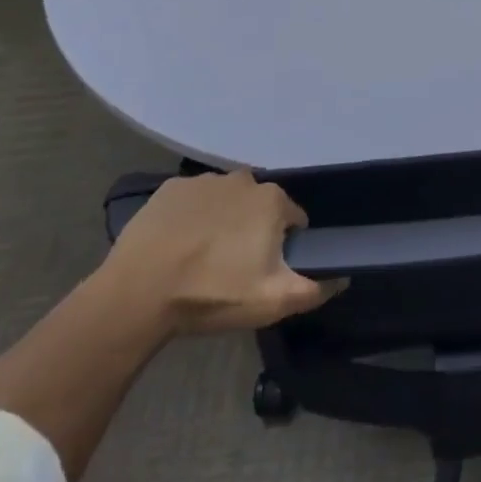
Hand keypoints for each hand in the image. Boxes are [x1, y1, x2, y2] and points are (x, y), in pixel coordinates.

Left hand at [98, 172, 340, 333]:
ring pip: (226, 201)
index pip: (293, 219)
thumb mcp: (272, 302)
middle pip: (258, 206)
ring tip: (203, 258)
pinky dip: (191, 217)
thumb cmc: (212, 293)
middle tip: (234, 267)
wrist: (138, 294)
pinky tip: (178, 245)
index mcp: (271, 200)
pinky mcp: (170, 189)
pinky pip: (192, 201)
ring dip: (223, 221)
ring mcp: (203, 180)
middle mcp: (242, 179)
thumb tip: (342, 277)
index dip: (284, 245)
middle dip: (253, 230)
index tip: (266, 270)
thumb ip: (315, 288)